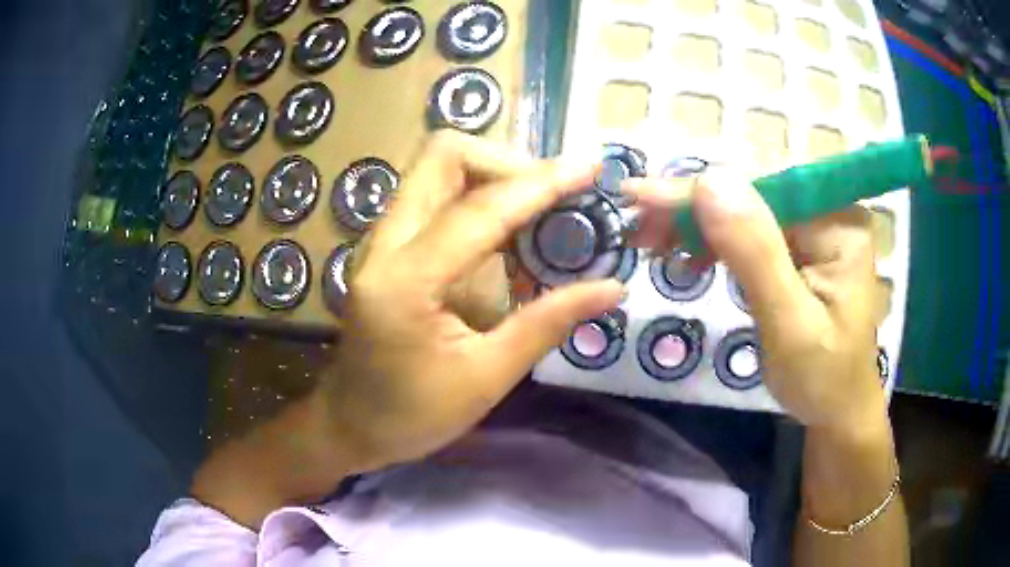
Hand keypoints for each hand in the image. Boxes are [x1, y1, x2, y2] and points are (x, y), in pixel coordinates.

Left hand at [325, 132, 622, 472]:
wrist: (348, 424)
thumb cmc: (412, 415)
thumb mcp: (487, 378)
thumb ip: (547, 323)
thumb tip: (611, 287)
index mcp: (406, 280)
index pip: (481, 208)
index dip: (541, 183)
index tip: (590, 170)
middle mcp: (385, 243)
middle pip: (443, 155)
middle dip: (506, 163)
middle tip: (553, 198)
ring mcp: (380, 240)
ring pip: (437, 169)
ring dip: (493, 175)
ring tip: (542, 211)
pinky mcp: (386, 247)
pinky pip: (434, 196)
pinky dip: (478, 197)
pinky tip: (509, 234)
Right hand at [624, 169, 887, 435]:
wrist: (837, 411)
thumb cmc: (822, 379)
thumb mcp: (790, 324)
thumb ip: (755, 253)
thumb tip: (710, 180)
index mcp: (838, 224)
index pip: (761, 190)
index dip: (700, 192)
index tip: (639, 196)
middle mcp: (828, 213)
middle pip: (750, 196)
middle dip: (692, 210)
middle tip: (638, 229)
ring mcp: (815, 230)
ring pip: (744, 212)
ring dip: (697, 225)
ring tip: (653, 241)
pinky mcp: (801, 249)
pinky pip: (750, 234)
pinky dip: (715, 243)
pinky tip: (690, 256)